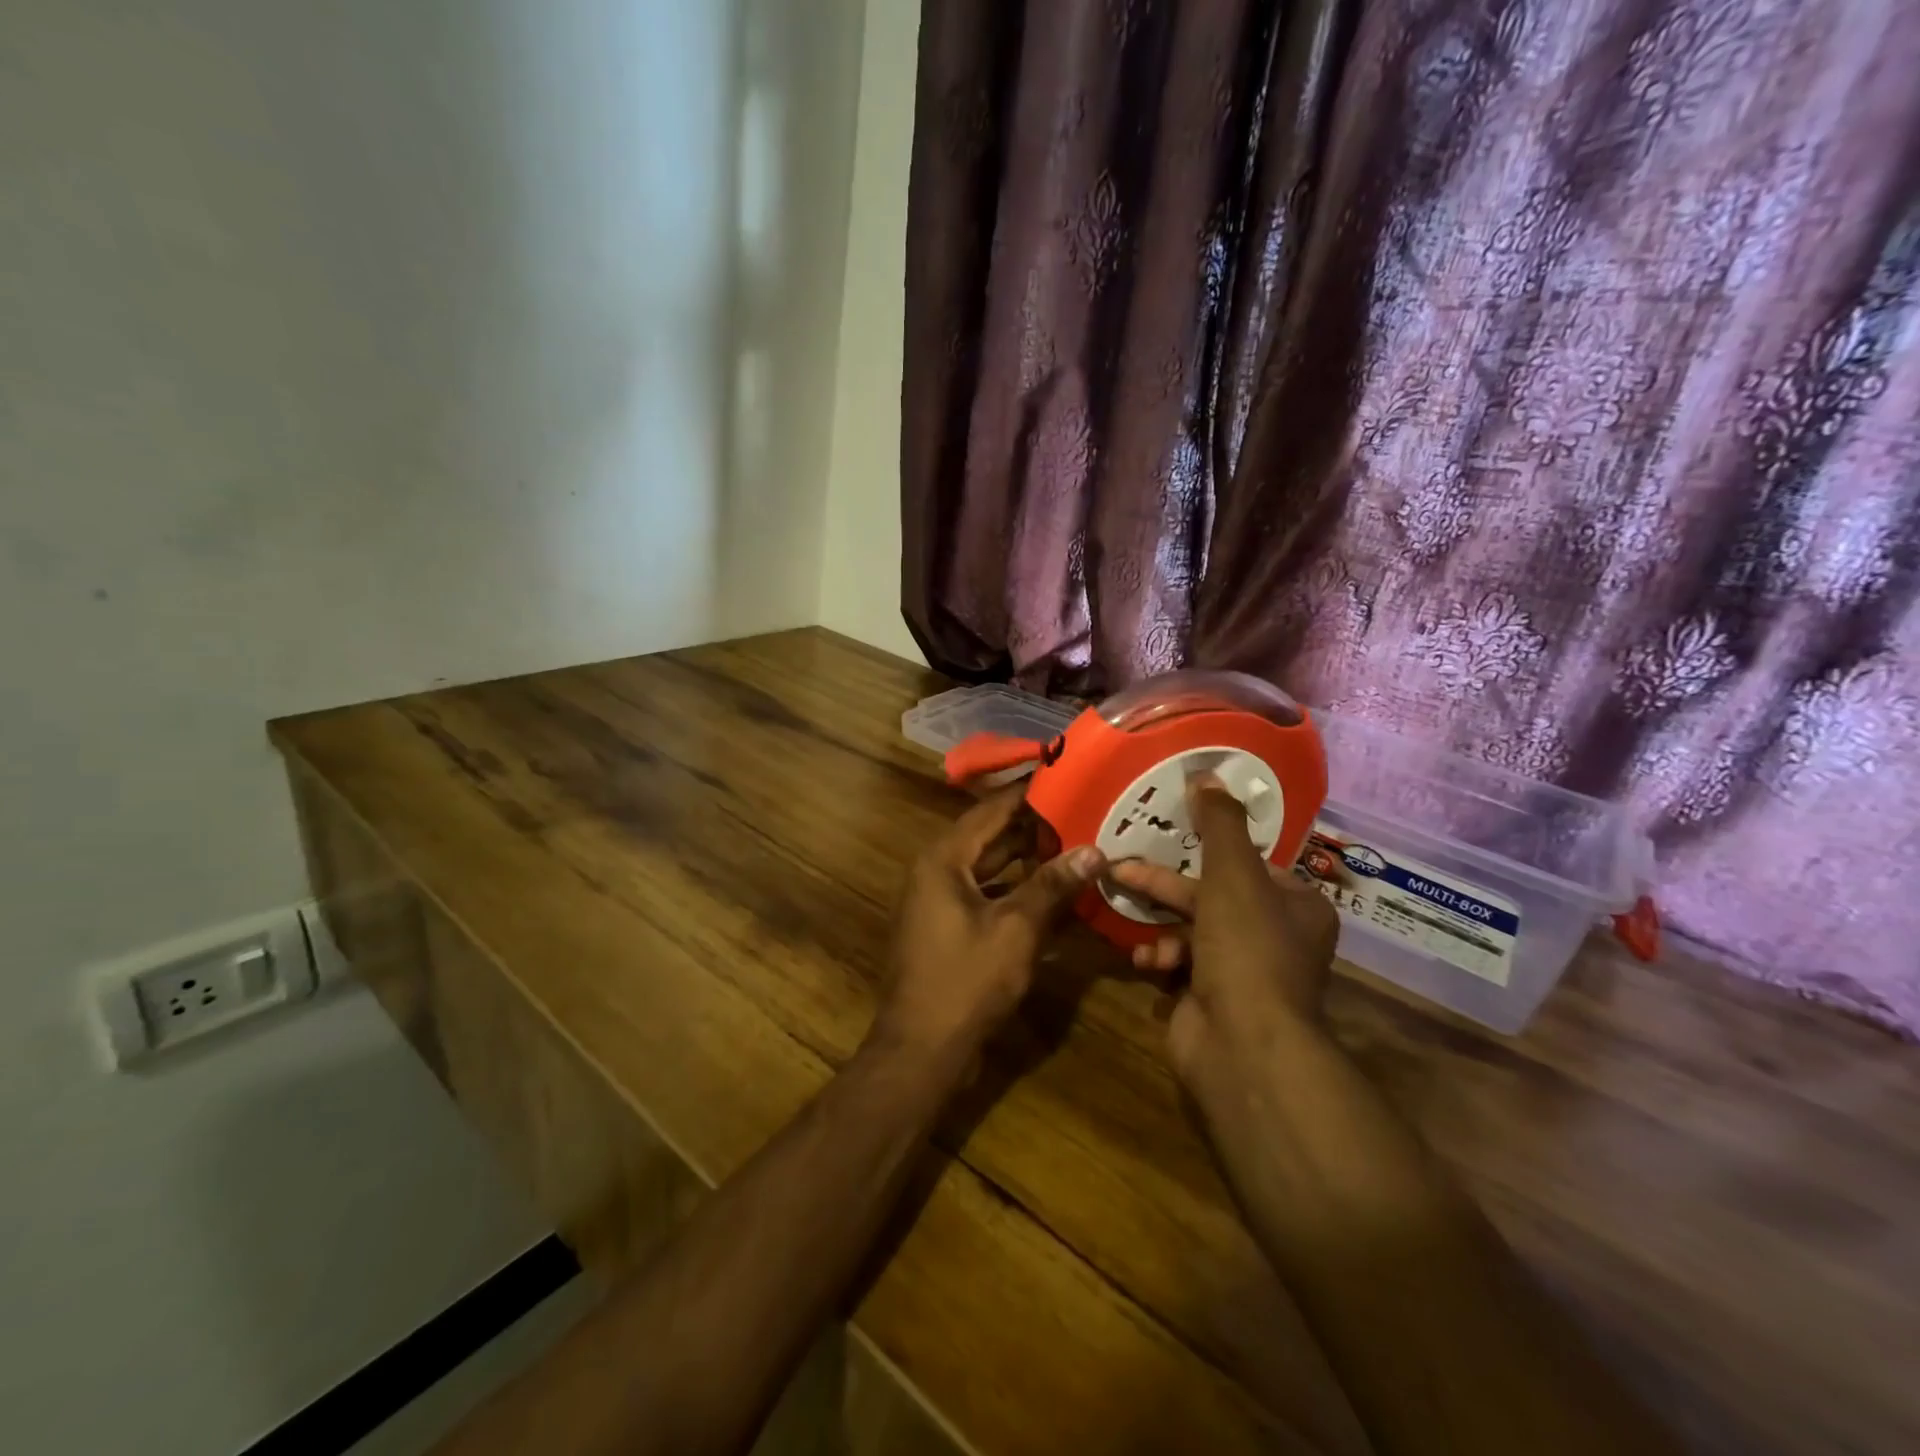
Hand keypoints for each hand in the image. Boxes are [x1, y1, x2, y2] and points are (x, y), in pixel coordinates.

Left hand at [871, 786, 1106, 1060]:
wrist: (921, 1049)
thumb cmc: (965, 981)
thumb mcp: (1016, 929)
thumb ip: (1052, 886)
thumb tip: (1094, 850)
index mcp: (944, 859)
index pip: (992, 810)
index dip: (1029, 794)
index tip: (1068, 778)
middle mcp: (937, 871)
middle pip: (991, 836)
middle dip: (1035, 827)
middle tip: (1084, 812)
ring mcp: (941, 900)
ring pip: (991, 867)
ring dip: (1028, 860)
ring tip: (1077, 845)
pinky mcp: (949, 927)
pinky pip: (987, 895)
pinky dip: (1017, 891)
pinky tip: (1055, 892)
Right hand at [1109, 776, 1337, 1093]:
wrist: (1243, 1045)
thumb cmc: (1247, 948)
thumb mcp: (1233, 874)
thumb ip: (1218, 824)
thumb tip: (1208, 772)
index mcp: (1297, 906)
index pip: (1251, 863)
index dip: (1211, 848)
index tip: (1172, 832)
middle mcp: (1277, 937)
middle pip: (1213, 895)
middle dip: (1166, 883)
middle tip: (1123, 866)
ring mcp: (1245, 972)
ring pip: (1192, 928)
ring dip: (1159, 921)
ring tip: (1126, 910)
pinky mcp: (1213, 998)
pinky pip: (1181, 963)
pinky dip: (1161, 957)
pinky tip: (1145, 960)